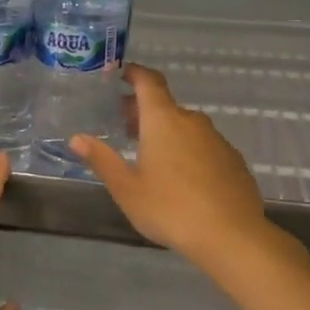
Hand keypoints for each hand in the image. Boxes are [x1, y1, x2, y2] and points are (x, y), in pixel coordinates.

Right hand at [70, 64, 277, 277]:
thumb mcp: (127, 188)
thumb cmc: (170, 209)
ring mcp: (217, 140)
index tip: (120, 73)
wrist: (231, 236)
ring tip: (150, 156)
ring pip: (186, 127)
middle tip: (123, 127)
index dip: (134, 73)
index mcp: (163, 121)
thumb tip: (76, 138)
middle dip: (143, 111)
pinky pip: (204, 146)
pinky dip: (188, 151)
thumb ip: (102, 160)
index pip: (149, 82)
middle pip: (165, 106)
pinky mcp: (233, 161)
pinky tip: (181, 178)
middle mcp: (192, 122)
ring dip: (166, 132)